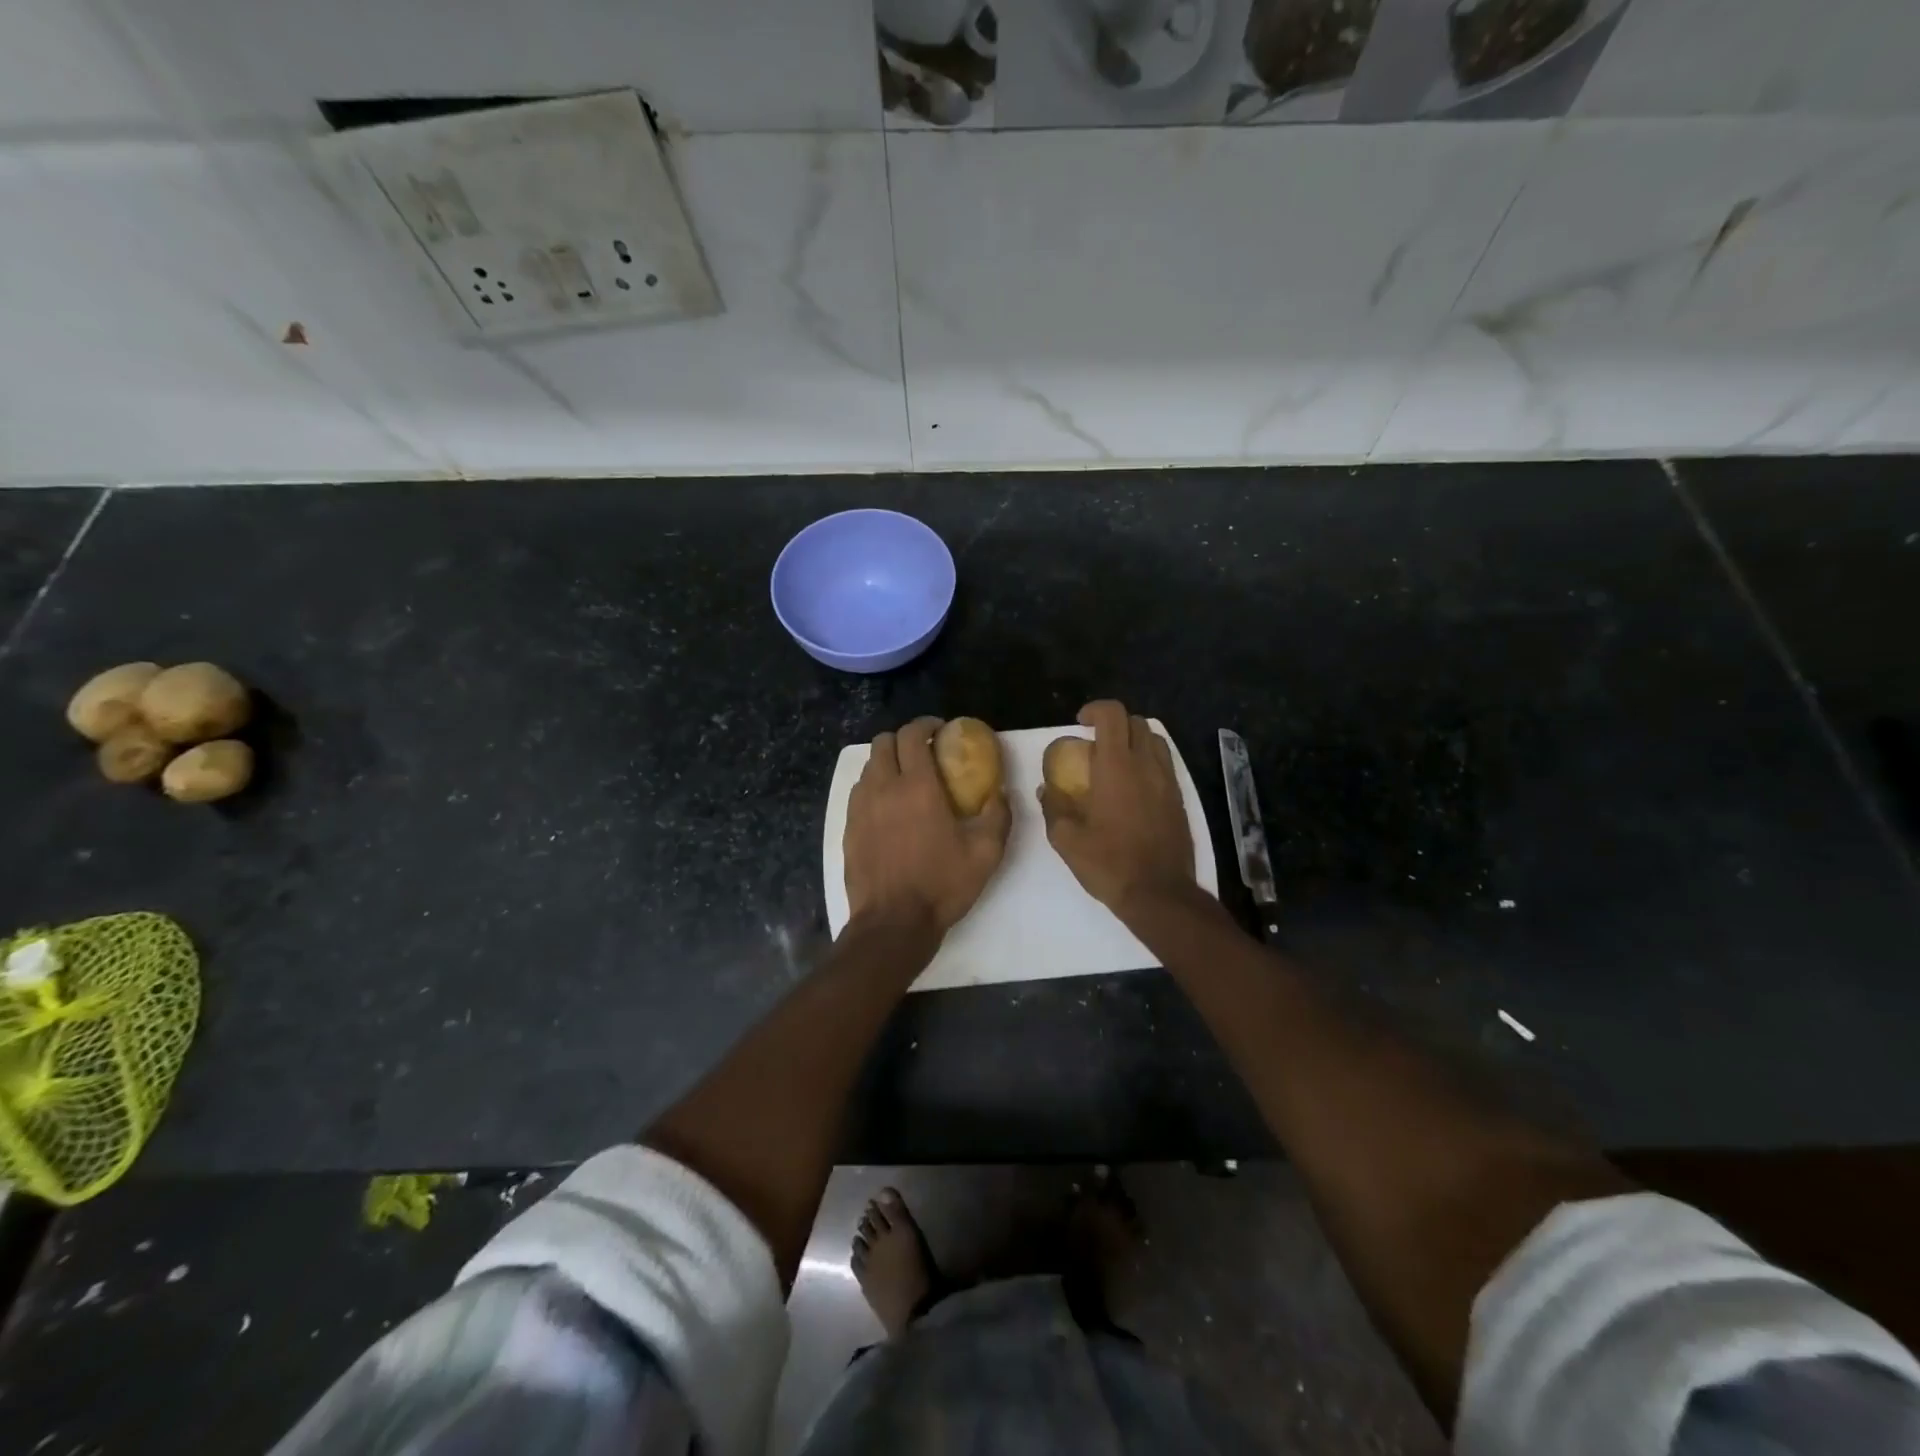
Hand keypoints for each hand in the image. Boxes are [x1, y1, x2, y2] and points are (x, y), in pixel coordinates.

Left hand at [844, 716, 1010, 934]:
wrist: (893, 923)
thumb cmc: (941, 885)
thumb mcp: (986, 853)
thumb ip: (998, 815)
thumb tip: (1001, 791)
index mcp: (917, 787)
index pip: (912, 735)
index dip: (925, 725)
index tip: (940, 730)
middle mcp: (883, 788)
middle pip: (884, 742)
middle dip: (904, 739)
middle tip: (924, 752)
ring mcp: (860, 807)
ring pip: (869, 766)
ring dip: (888, 762)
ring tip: (907, 778)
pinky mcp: (848, 827)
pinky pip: (859, 791)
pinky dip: (874, 786)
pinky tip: (889, 807)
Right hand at [1039, 700, 1194, 914]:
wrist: (1159, 894)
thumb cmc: (1109, 864)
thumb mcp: (1067, 840)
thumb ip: (1054, 808)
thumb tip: (1046, 789)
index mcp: (1117, 767)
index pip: (1112, 715)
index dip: (1095, 709)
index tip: (1080, 723)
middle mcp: (1146, 766)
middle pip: (1136, 722)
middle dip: (1114, 723)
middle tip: (1094, 742)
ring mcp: (1167, 782)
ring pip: (1155, 740)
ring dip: (1134, 740)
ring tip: (1116, 760)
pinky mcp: (1179, 799)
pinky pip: (1165, 764)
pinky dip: (1148, 761)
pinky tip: (1133, 786)